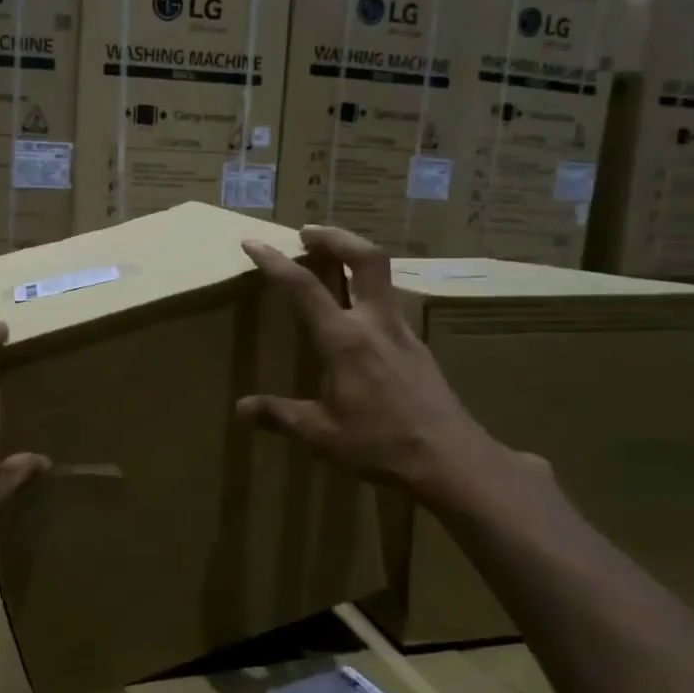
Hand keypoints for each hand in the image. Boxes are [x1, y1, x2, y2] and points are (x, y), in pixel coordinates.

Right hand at [237, 225, 502, 500]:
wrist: (453, 460)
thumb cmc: (381, 445)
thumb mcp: (320, 435)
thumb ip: (279, 415)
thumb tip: (241, 409)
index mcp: (344, 340)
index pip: (302, 287)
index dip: (274, 261)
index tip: (253, 242)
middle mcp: (375, 324)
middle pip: (364, 257)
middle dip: (334, 236)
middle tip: (308, 232)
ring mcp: (403, 332)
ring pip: (383, 276)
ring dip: (355, 258)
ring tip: (332, 263)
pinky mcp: (419, 347)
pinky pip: (391, 304)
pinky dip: (369, 292)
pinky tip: (358, 317)